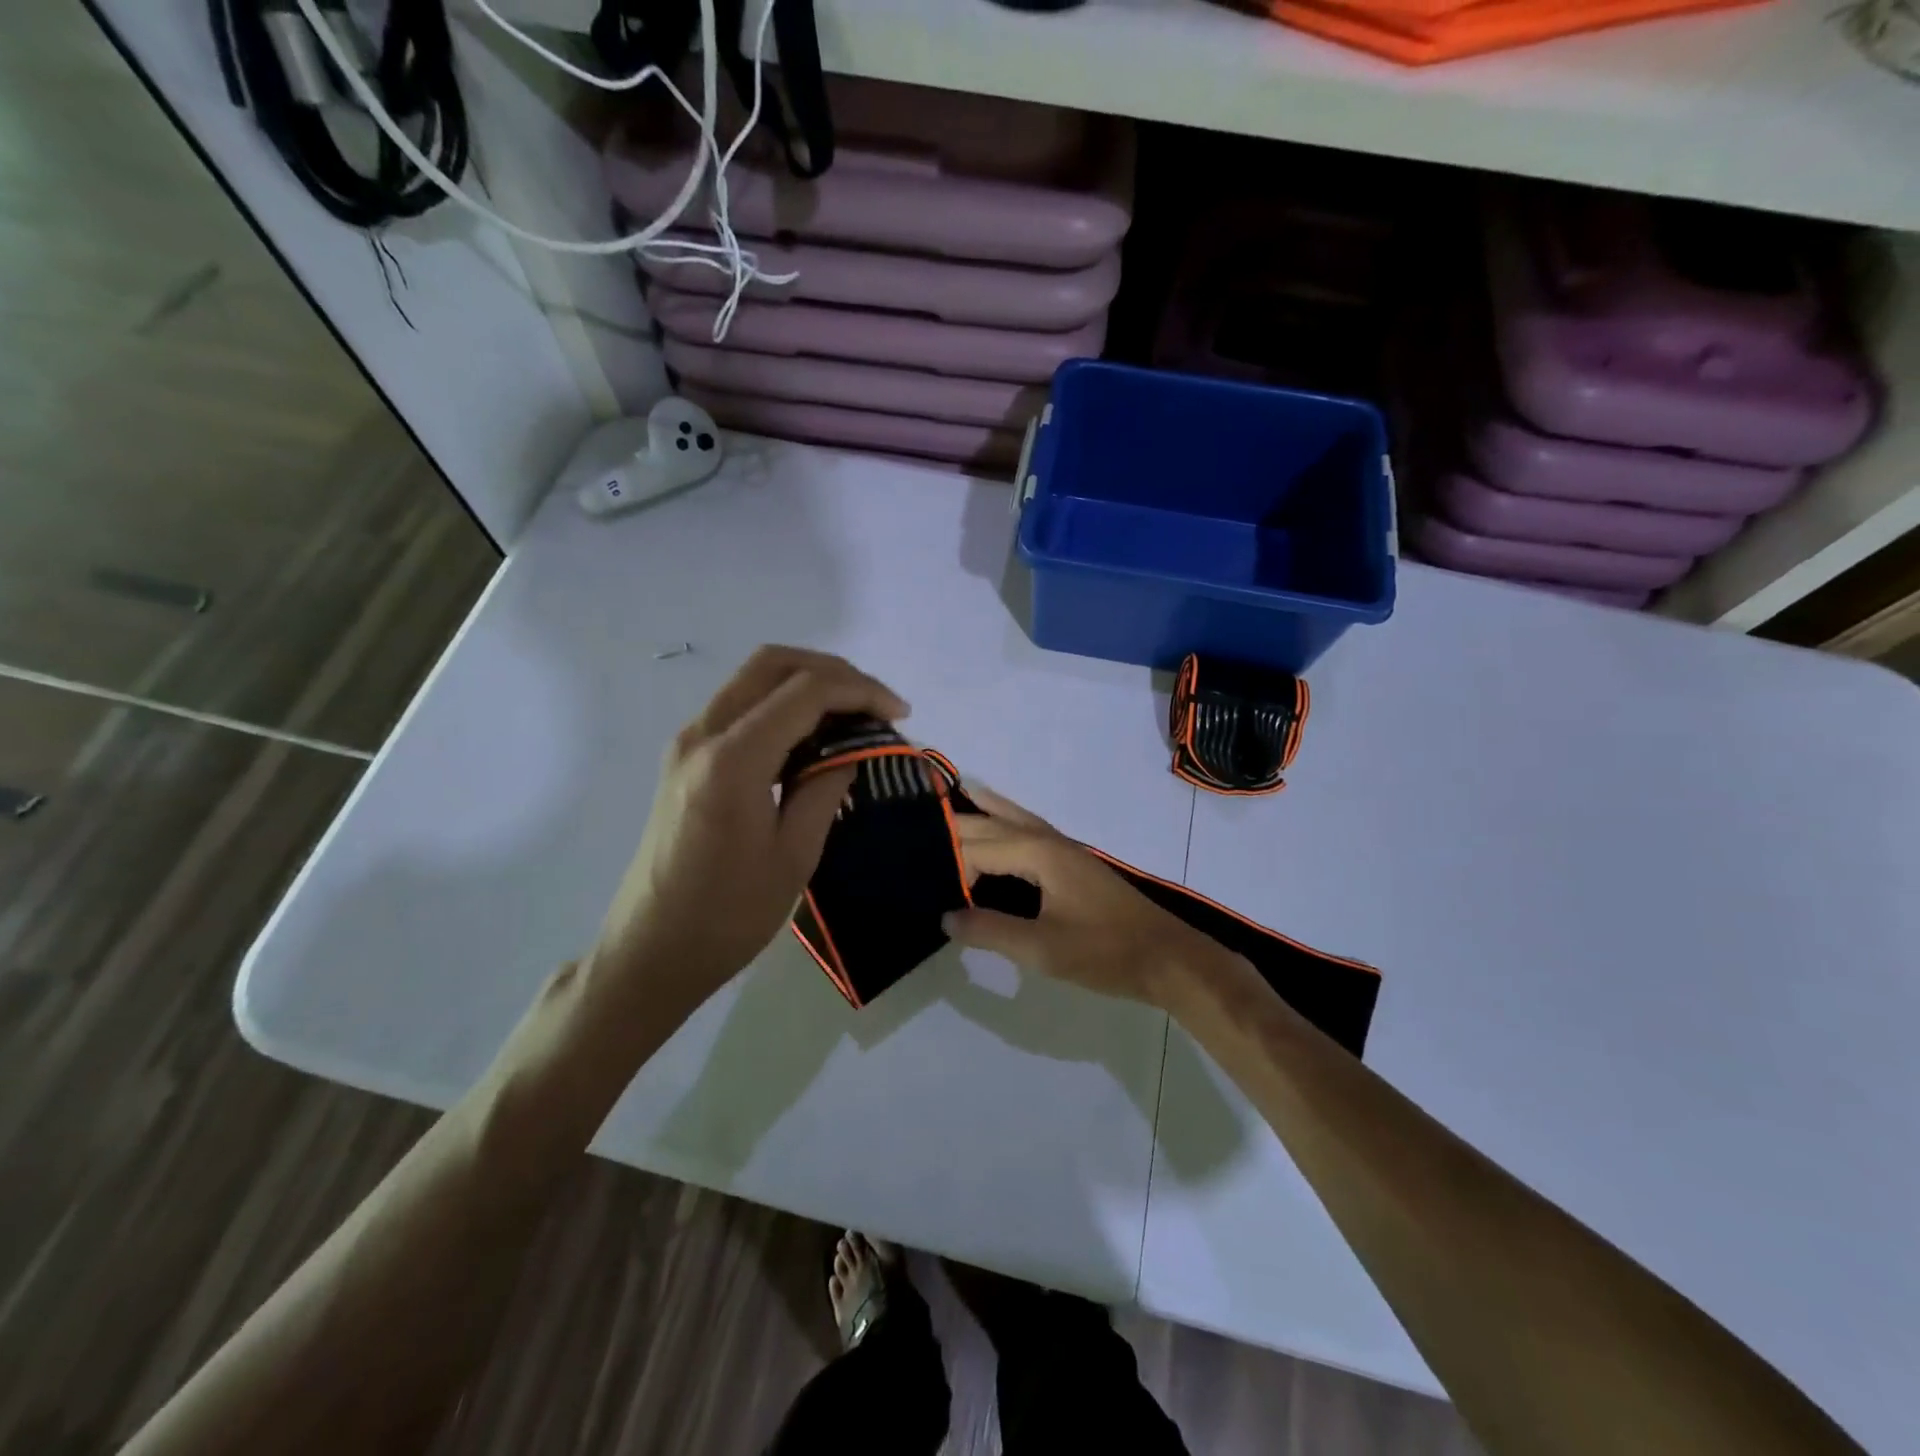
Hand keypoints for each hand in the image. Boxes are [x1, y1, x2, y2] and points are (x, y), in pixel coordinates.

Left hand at [588, 646, 908, 1016]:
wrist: (651, 951)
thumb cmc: (728, 915)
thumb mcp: (794, 855)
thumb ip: (826, 788)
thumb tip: (855, 751)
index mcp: (732, 760)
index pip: (806, 691)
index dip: (861, 692)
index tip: (899, 715)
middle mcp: (702, 734)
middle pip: (773, 663)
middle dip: (833, 671)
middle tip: (875, 704)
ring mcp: (688, 742)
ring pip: (754, 678)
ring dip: (807, 683)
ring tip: (852, 717)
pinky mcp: (685, 758)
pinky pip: (740, 706)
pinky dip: (782, 705)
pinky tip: (812, 737)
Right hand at [945, 784, 1235, 1011]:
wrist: (1165, 956)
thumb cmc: (1104, 952)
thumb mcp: (1042, 949)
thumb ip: (990, 931)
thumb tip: (944, 917)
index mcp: (1037, 853)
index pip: (975, 847)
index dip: (947, 865)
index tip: (921, 888)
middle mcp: (1046, 839)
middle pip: (989, 823)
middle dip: (952, 823)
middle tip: (911, 826)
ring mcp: (1061, 847)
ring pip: (1010, 817)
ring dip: (979, 810)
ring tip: (942, 800)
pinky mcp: (1069, 861)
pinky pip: (1025, 829)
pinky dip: (1002, 819)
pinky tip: (995, 826)